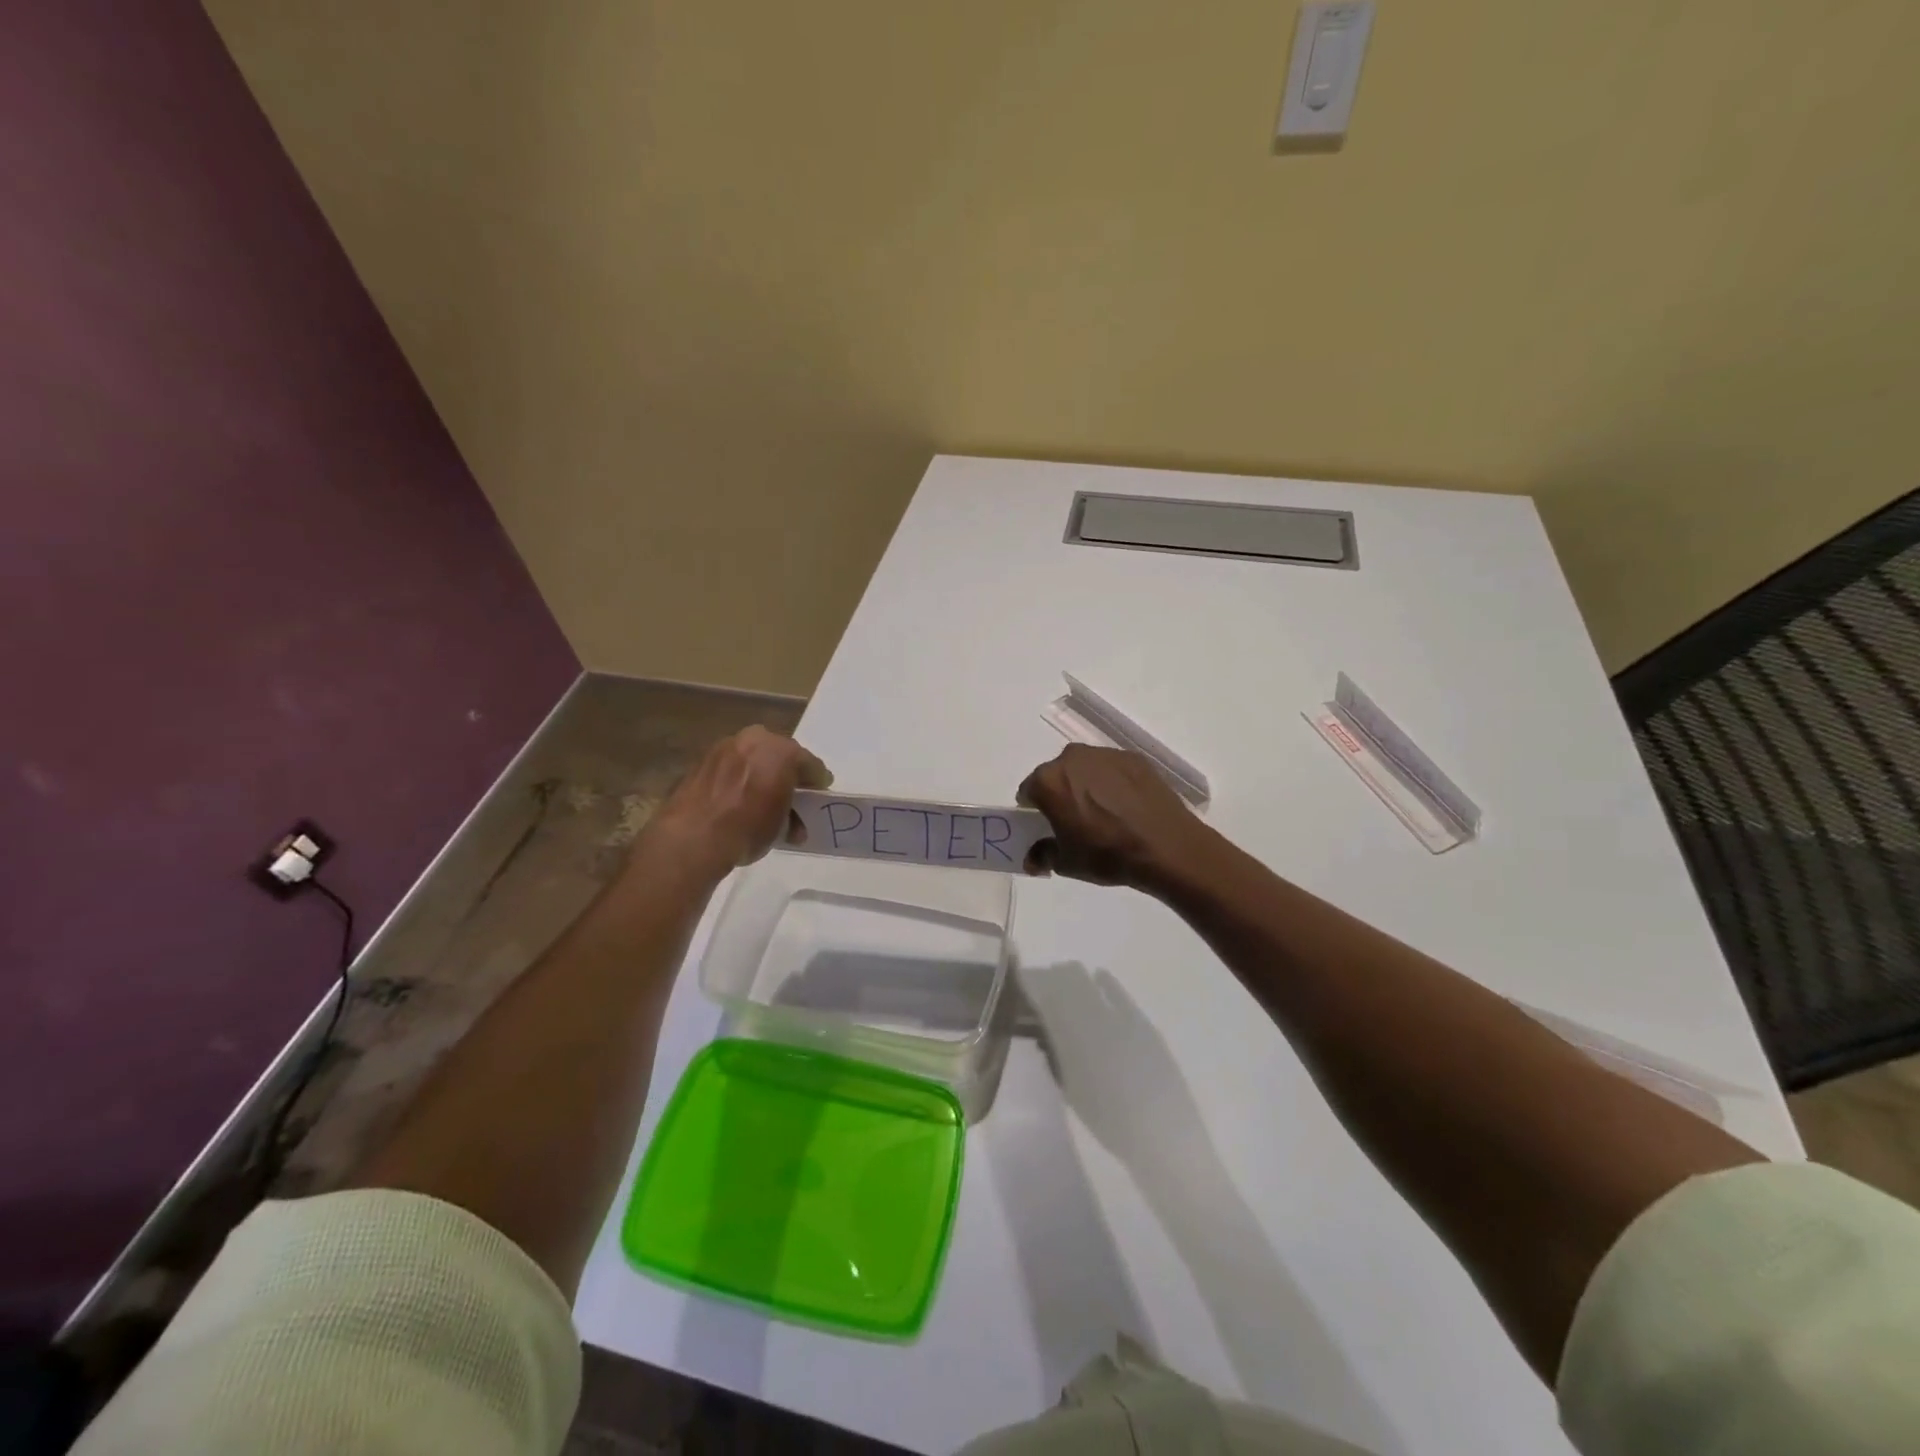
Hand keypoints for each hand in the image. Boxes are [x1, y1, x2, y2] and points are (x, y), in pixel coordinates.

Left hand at [648, 727, 830, 873]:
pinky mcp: (701, 760)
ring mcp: (724, 747)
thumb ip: (792, 813)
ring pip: (752, 757)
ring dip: (759, 773)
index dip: (816, 780)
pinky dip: (736, 778)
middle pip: (779, 754)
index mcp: (781, 750)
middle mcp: (754, 739)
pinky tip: (736, 799)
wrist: (693, 837)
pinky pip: (730, 766)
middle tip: (790, 793)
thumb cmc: (748, 827)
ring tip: (760, 799)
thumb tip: (794, 821)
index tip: (819, 792)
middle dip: (786, 772)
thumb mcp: (782, 825)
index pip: (809, 763)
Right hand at [1017, 744, 1214, 891]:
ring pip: (1085, 768)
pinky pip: (1112, 769)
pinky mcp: (1133, 757)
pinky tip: (1127, 806)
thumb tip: (1033, 859)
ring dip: (1087, 784)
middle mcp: (1072, 758)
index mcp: (1049, 781)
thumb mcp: (1067, 863)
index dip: (1035, 810)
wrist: (1166, 847)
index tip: (1048, 826)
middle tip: (1076, 820)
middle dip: (1061, 793)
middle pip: (1057, 774)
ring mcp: (1105, 754)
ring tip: (1106, 812)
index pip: (1029, 791)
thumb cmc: (1108, 854)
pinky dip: (1113, 782)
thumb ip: (1042, 855)